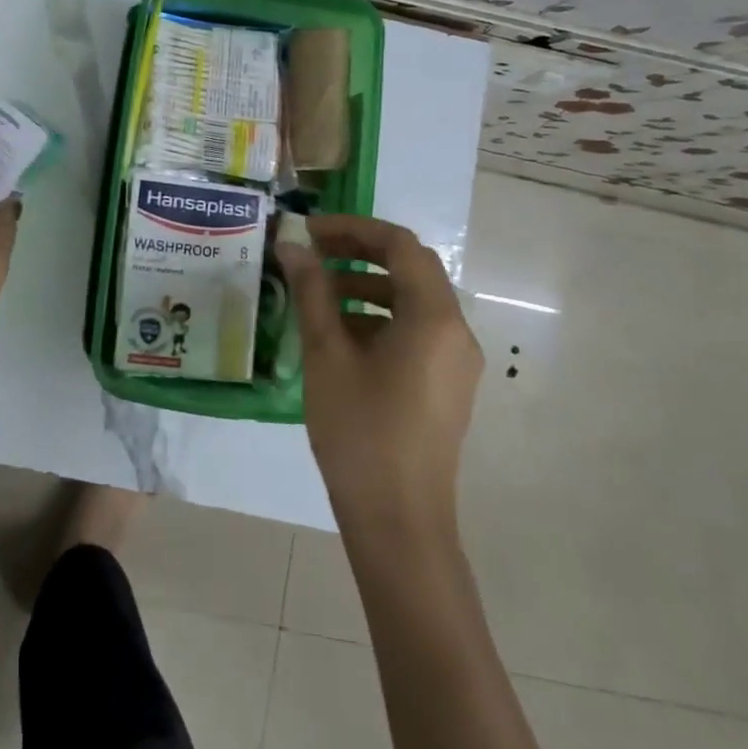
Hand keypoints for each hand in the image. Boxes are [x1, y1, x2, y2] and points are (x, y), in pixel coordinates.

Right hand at [275, 215, 482, 529]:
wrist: (398, 520)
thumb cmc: (360, 431)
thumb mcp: (327, 354)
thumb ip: (312, 292)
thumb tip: (292, 246)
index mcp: (433, 317)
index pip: (400, 245)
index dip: (353, 228)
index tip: (310, 230)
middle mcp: (455, 330)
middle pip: (411, 268)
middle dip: (360, 251)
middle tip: (312, 251)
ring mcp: (455, 360)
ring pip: (413, 299)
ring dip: (368, 284)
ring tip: (319, 290)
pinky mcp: (445, 384)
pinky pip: (415, 330)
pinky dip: (379, 316)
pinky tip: (340, 332)